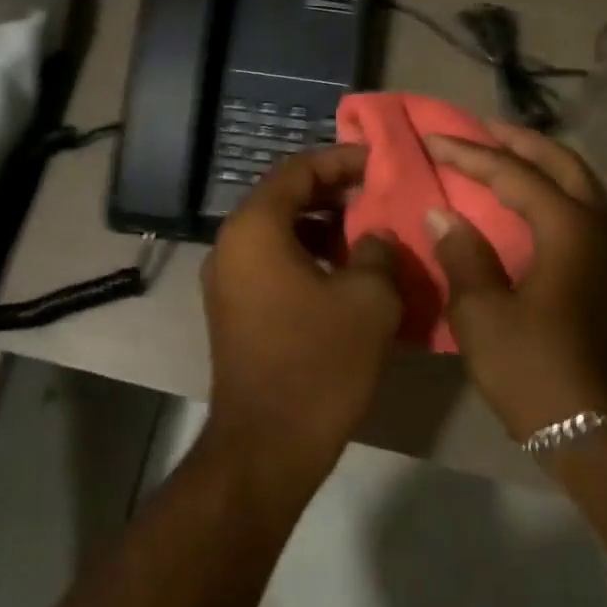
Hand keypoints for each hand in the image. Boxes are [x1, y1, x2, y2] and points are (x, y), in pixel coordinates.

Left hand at [200, 144, 403, 486]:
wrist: (267, 446)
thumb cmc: (319, 363)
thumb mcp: (368, 299)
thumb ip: (378, 250)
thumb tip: (375, 235)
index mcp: (255, 228)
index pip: (297, 169)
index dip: (341, 160)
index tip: (379, 163)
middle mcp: (231, 244)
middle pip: (284, 197)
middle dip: (333, 192)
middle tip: (377, 194)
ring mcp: (228, 279)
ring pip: (279, 231)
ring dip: (323, 226)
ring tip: (368, 234)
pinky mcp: (234, 308)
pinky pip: (272, 262)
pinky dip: (308, 256)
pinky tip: (345, 275)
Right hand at [423, 122, 606, 440]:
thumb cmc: (539, 372)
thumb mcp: (483, 315)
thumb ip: (462, 254)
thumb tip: (443, 214)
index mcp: (571, 227)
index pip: (514, 173)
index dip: (470, 154)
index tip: (433, 139)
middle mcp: (604, 223)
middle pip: (559, 162)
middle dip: (515, 141)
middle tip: (475, 129)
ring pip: (579, 182)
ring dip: (539, 163)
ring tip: (498, 156)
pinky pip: (585, 208)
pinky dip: (553, 191)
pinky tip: (526, 202)